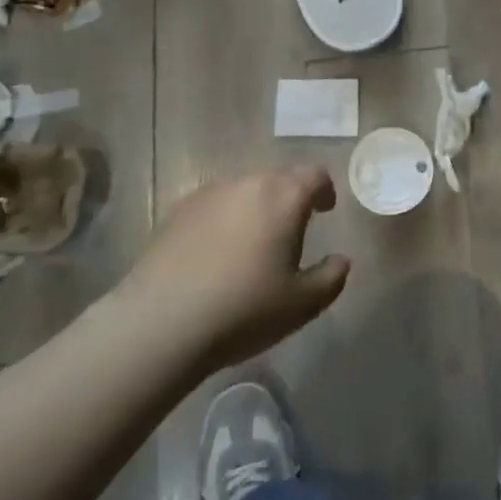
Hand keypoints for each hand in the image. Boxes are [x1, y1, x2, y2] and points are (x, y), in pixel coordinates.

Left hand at [120, 167, 349, 370]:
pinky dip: (223, 221)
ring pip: (243, 192)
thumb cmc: (243, 309)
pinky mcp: (176, 212)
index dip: (324, 190)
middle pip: (278, 179)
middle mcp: (247, 183)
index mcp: (283, 196)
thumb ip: (331, 277)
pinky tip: (215, 256)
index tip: (325, 211)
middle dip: (289, 200)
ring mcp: (208, 194)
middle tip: (290, 234)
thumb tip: (341, 260)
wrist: (159, 325)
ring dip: (254, 210)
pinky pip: (213, 207)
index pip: (315, 175)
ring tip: (251, 246)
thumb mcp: (302, 304)